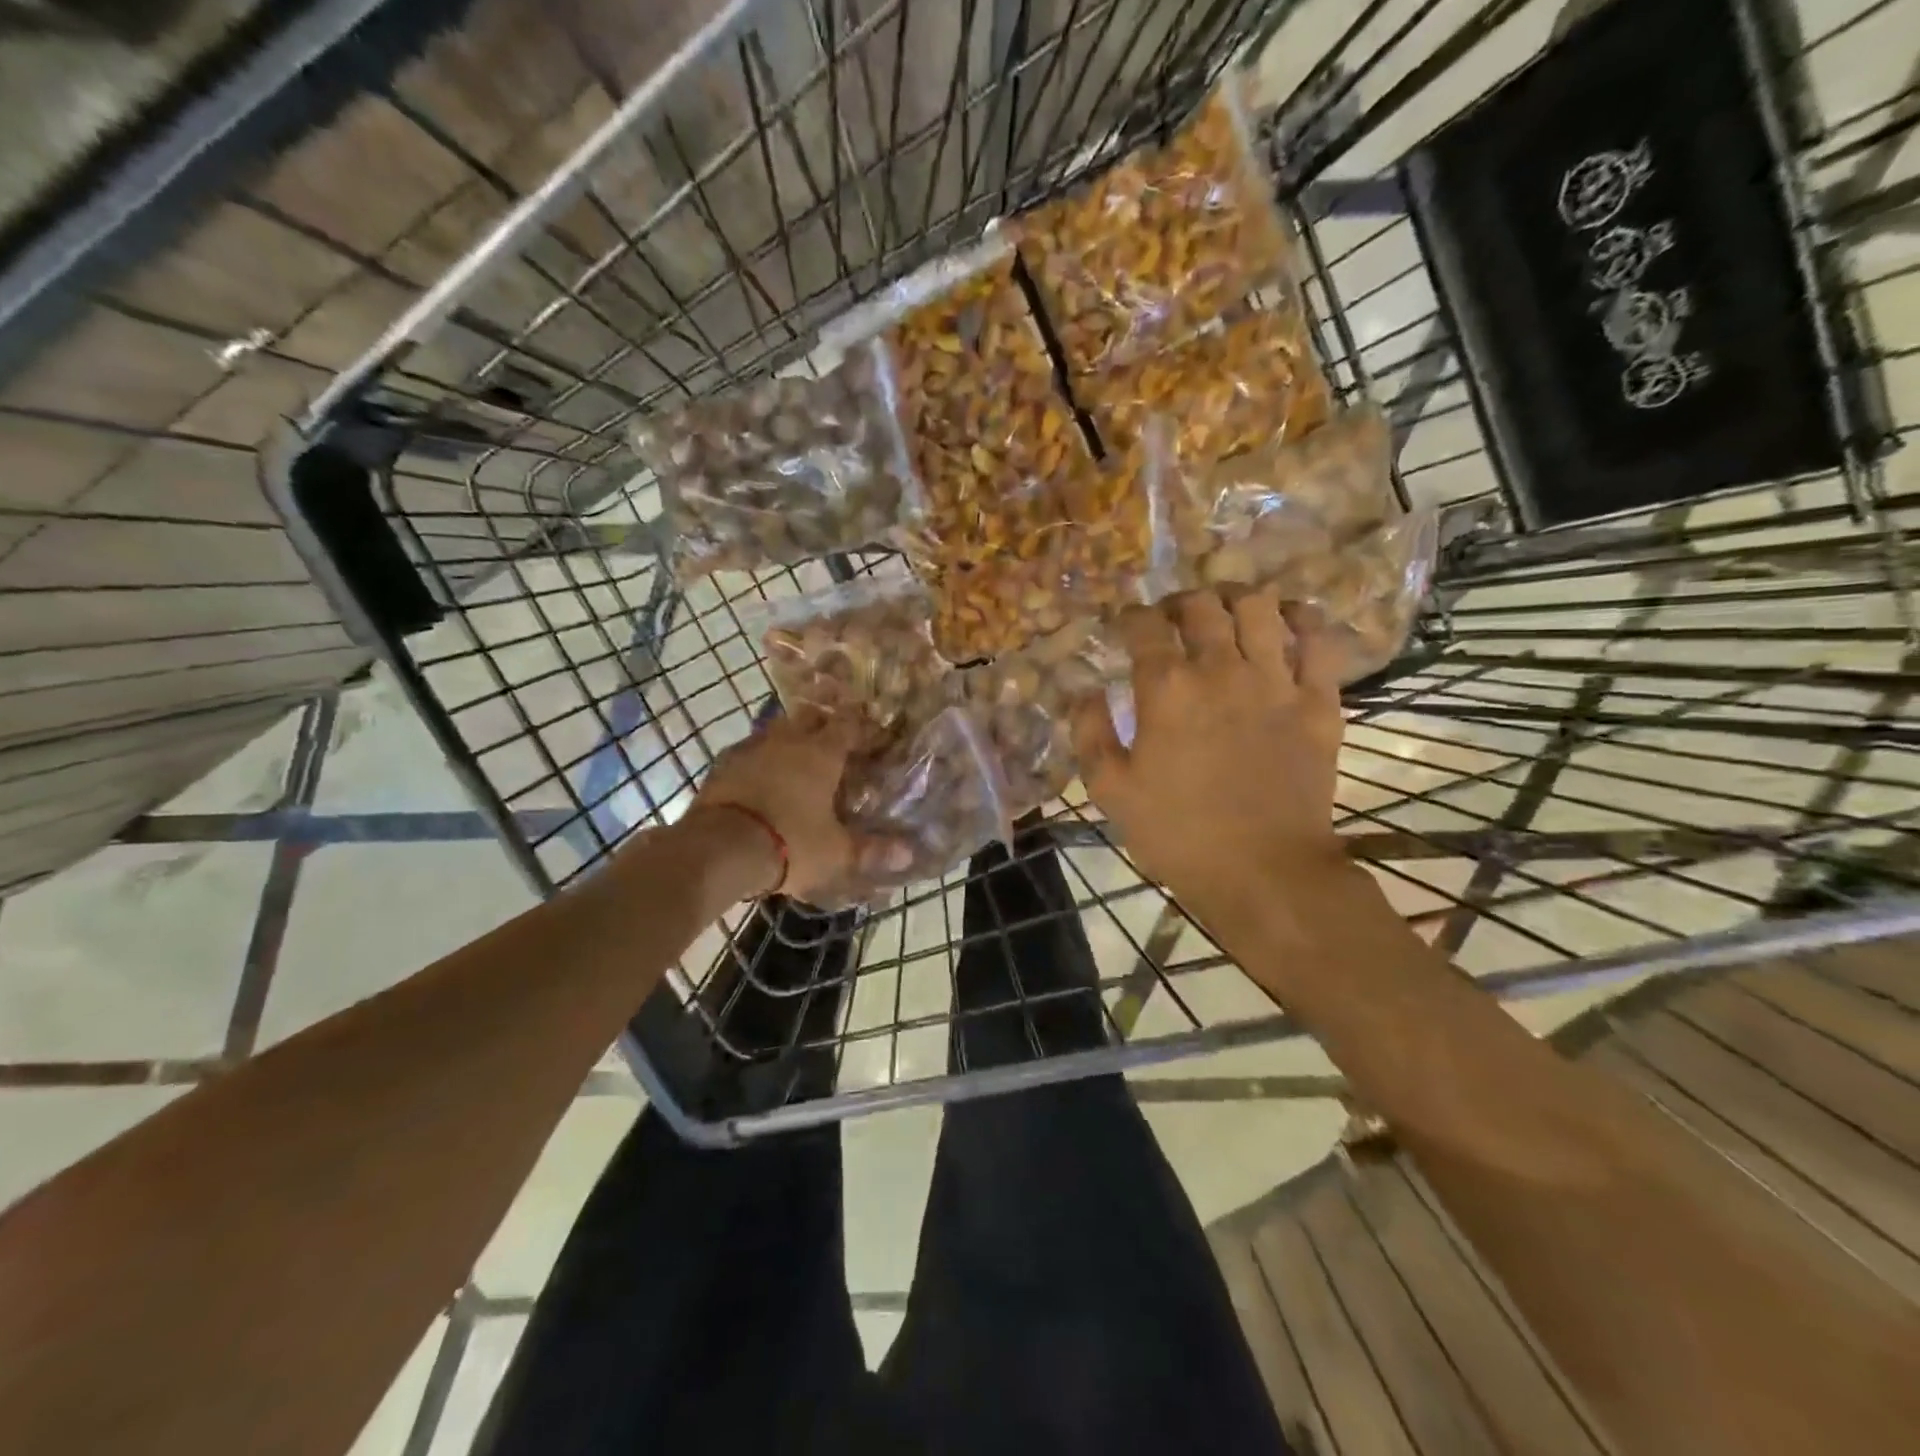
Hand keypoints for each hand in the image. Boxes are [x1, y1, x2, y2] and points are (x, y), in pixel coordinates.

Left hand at [688, 709, 859, 903]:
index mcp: (821, 753)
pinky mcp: (722, 765)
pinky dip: (761, 759)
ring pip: (777, 730)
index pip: (850, 726)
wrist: (719, 848)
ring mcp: (751, 748)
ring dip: (791, 739)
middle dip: (825, 726)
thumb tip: (908, 854)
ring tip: (799, 761)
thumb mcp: (836, 853)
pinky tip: (761, 778)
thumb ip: (871, 850)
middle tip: (836, 747)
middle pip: (811, 718)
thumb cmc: (790, 843)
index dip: (864, 730)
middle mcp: (787, 740)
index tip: (875, 740)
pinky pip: (748, 751)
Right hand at [1071, 587, 1346, 923]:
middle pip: (1201, 605)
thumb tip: (1086, 691)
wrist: (1264, 871)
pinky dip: (1303, 619)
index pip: (1145, 625)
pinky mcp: (1319, 701)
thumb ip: (1089, 733)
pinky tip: (1288, 619)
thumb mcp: (1110, 791)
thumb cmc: (1178, 833)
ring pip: (1259, 608)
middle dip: (1178, 603)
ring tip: (1224, 611)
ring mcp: (1276, 681)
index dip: (1130, 616)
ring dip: (1235, 598)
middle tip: (1171, 620)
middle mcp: (1221, 669)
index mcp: (1167, 687)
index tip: (1125, 625)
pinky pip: (1318, 640)